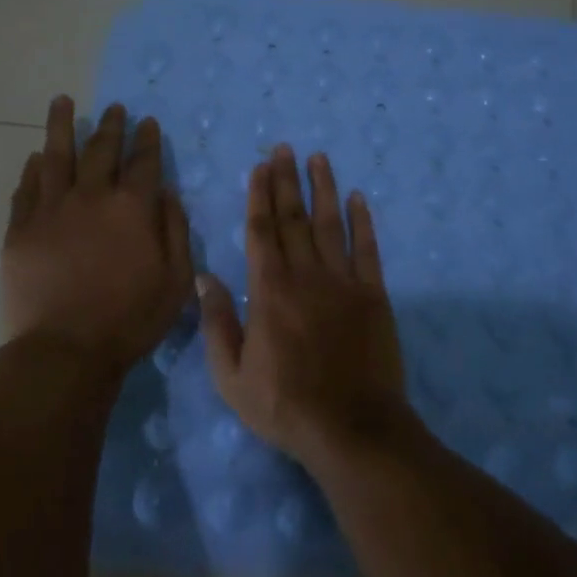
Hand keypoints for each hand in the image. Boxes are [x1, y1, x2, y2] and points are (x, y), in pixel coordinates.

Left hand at [3, 96, 193, 372]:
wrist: (65, 350)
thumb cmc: (130, 319)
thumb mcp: (175, 280)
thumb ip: (175, 231)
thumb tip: (167, 193)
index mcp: (132, 208)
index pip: (143, 161)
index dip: (147, 140)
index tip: (148, 122)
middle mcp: (91, 197)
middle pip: (101, 150)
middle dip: (111, 126)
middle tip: (115, 108)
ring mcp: (51, 210)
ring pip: (56, 156)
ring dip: (61, 126)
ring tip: (62, 102)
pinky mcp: (20, 229)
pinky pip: (27, 189)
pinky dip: (33, 169)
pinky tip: (36, 157)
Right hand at [197, 145, 408, 467]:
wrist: (352, 428)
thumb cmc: (284, 405)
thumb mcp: (231, 376)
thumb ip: (217, 323)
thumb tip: (202, 277)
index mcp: (268, 290)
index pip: (261, 230)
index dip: (259, 196)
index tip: (260, 167)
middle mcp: (305, 274)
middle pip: (294, 217)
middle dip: (287, 180)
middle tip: (285, 148)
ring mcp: (343, 281)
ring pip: (330, 224)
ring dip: (323, 189)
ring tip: (318, 158)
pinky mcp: (374, 294)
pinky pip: (368, 249)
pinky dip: (363, 221)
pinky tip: (358, 198)